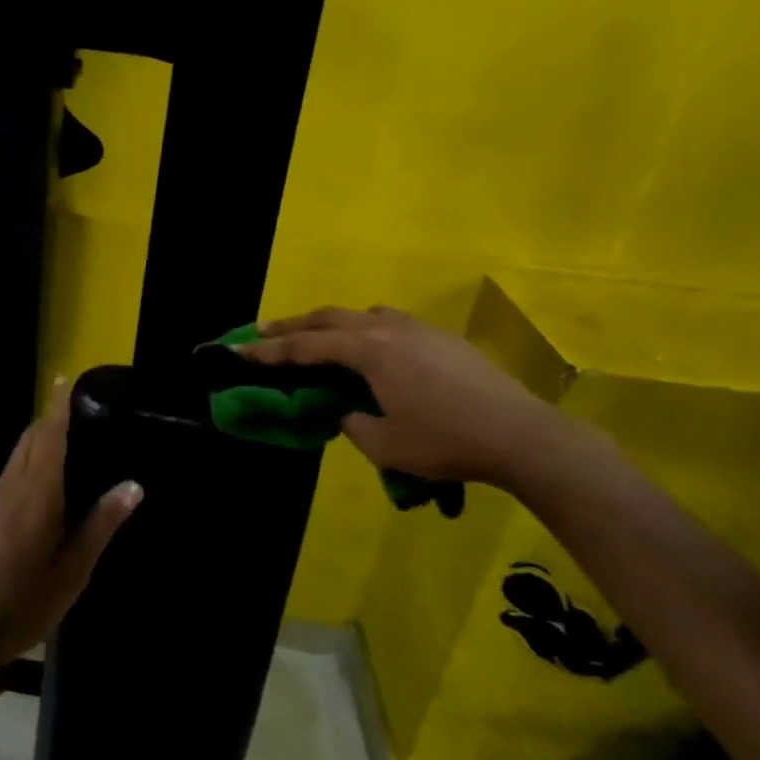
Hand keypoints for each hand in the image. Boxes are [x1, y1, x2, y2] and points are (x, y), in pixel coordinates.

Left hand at [0, 380, 141, 678]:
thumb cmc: (22, 602)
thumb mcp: (72, 571)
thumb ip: (101, 525)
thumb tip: (132, 485)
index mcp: (37, 492)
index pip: (49, 434)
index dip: (58, 404)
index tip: (67, 377)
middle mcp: (13, 485)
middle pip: (31, 437)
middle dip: (51, 416)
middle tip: (81, 408)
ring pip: (20, 452)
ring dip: (40, 436)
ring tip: (70, 435)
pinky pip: (14, 470)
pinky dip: (32, 458)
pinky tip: (48, 478)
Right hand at [241, 307, 560, 488]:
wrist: (522, 435)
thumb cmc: (446, 442)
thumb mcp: (384, 444)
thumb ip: (352, 422)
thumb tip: (346, 410)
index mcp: (369, 351)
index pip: (306, 347)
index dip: (268, 351)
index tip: (237, 350)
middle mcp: (388, 329)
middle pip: (328, 318)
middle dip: (292, 326)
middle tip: (263, 334)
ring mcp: (419, 329)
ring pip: (362, 314)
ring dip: (332, 324)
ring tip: (318, 339)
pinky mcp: (442, 338)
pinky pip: (390, 324)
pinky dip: (365, 330)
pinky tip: (373, 351)